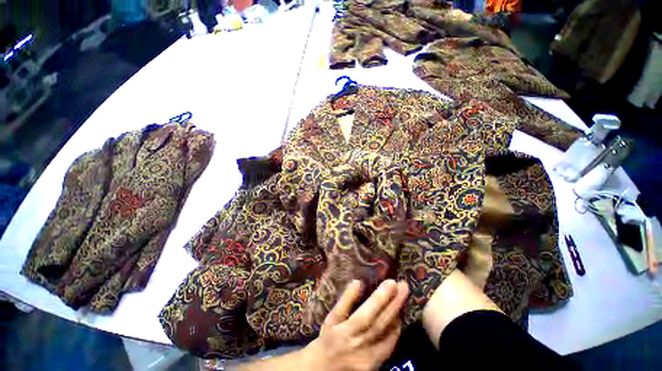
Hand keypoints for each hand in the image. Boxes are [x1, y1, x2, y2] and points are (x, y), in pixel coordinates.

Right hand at [303, 279, 408, 370]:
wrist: (325, 370)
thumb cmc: (328, 339)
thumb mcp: (332, 318)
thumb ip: (345, 301)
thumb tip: (358, 282)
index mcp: (346, 332)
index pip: (367, 314)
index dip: (380, 298)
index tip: (390, 282)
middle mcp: (360, 346)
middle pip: (381, 323)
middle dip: (395, 303)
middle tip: (403, 286)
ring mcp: (370, 358)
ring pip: (388, 335)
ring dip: (397, 314)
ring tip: (402, 296)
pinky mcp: (376, 365)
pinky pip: (390, 346)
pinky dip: (396, 330)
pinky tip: (398, 317)